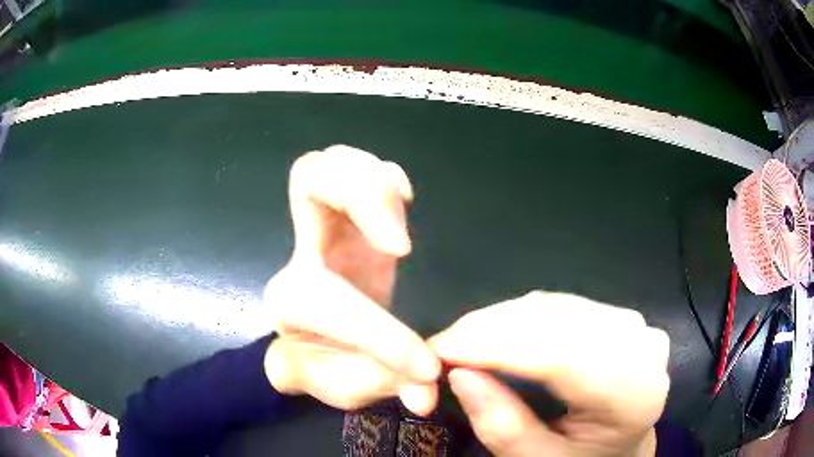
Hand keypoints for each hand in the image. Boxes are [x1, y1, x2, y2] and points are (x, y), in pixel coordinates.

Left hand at [263, 145, 440, 415]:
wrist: (311, 346)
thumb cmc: (325, 366)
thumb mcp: (351, 390)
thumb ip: (388, 388)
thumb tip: (428, 392)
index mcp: (294, 303)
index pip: (332, 304)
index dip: (383, 338)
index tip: (426, 368)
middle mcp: (304, 254)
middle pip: (308, 180)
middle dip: (359, 196)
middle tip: (399, 245)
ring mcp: (327, 228)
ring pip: (330, 165)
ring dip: (373, 182)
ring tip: (402, 218)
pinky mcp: (354, 220)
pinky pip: (359, 171)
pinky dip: (385, 178)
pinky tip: (404, 202)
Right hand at [430, 292, 669, 456]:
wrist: (621, 446)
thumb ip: (502, 426)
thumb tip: (459, 375)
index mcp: (633, 397)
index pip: (563, 357)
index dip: (499, 346)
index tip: (442, 348)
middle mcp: (643, 351)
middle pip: (560, 324)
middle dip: (493, 329)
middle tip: (444, 345)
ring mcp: (635, 327)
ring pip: (558, 307)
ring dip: (504, 319)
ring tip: (464, 339)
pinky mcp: (620, 317)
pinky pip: (564, 306)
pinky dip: (523, 315)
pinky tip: (497, 330)